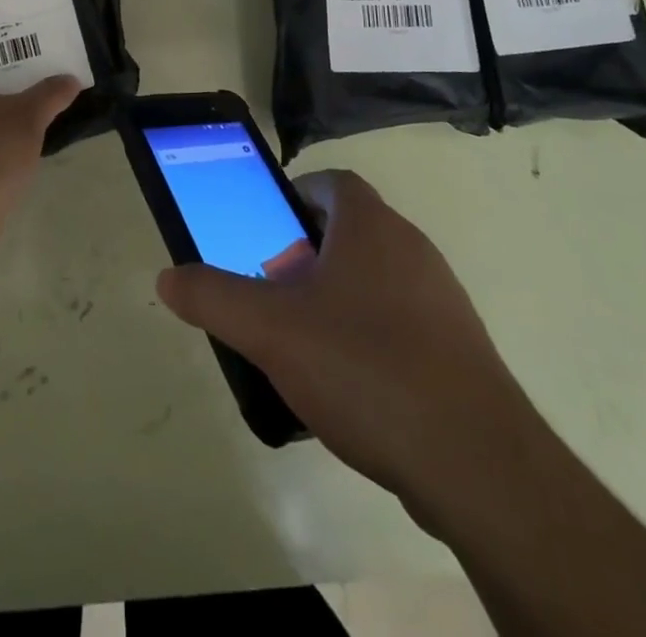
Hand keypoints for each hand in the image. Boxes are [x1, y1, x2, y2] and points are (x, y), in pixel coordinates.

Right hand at [156, 169, 536, 536]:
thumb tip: (168, 277)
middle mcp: (411, 247)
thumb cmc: (365, 367)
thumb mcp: (270, 330)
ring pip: (375, 277)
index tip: (265, 229)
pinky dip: (368, 335)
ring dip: (336, 296)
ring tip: (302, 341)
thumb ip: (213, 297)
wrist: (478, 463)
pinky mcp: (458, 349)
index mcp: (370, 225)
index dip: (294, 195)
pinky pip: (400, 322)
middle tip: (272, 289)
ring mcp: (441, 299)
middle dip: (306, 252)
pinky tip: (348, 385)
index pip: (331, 182)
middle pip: (350, 230)